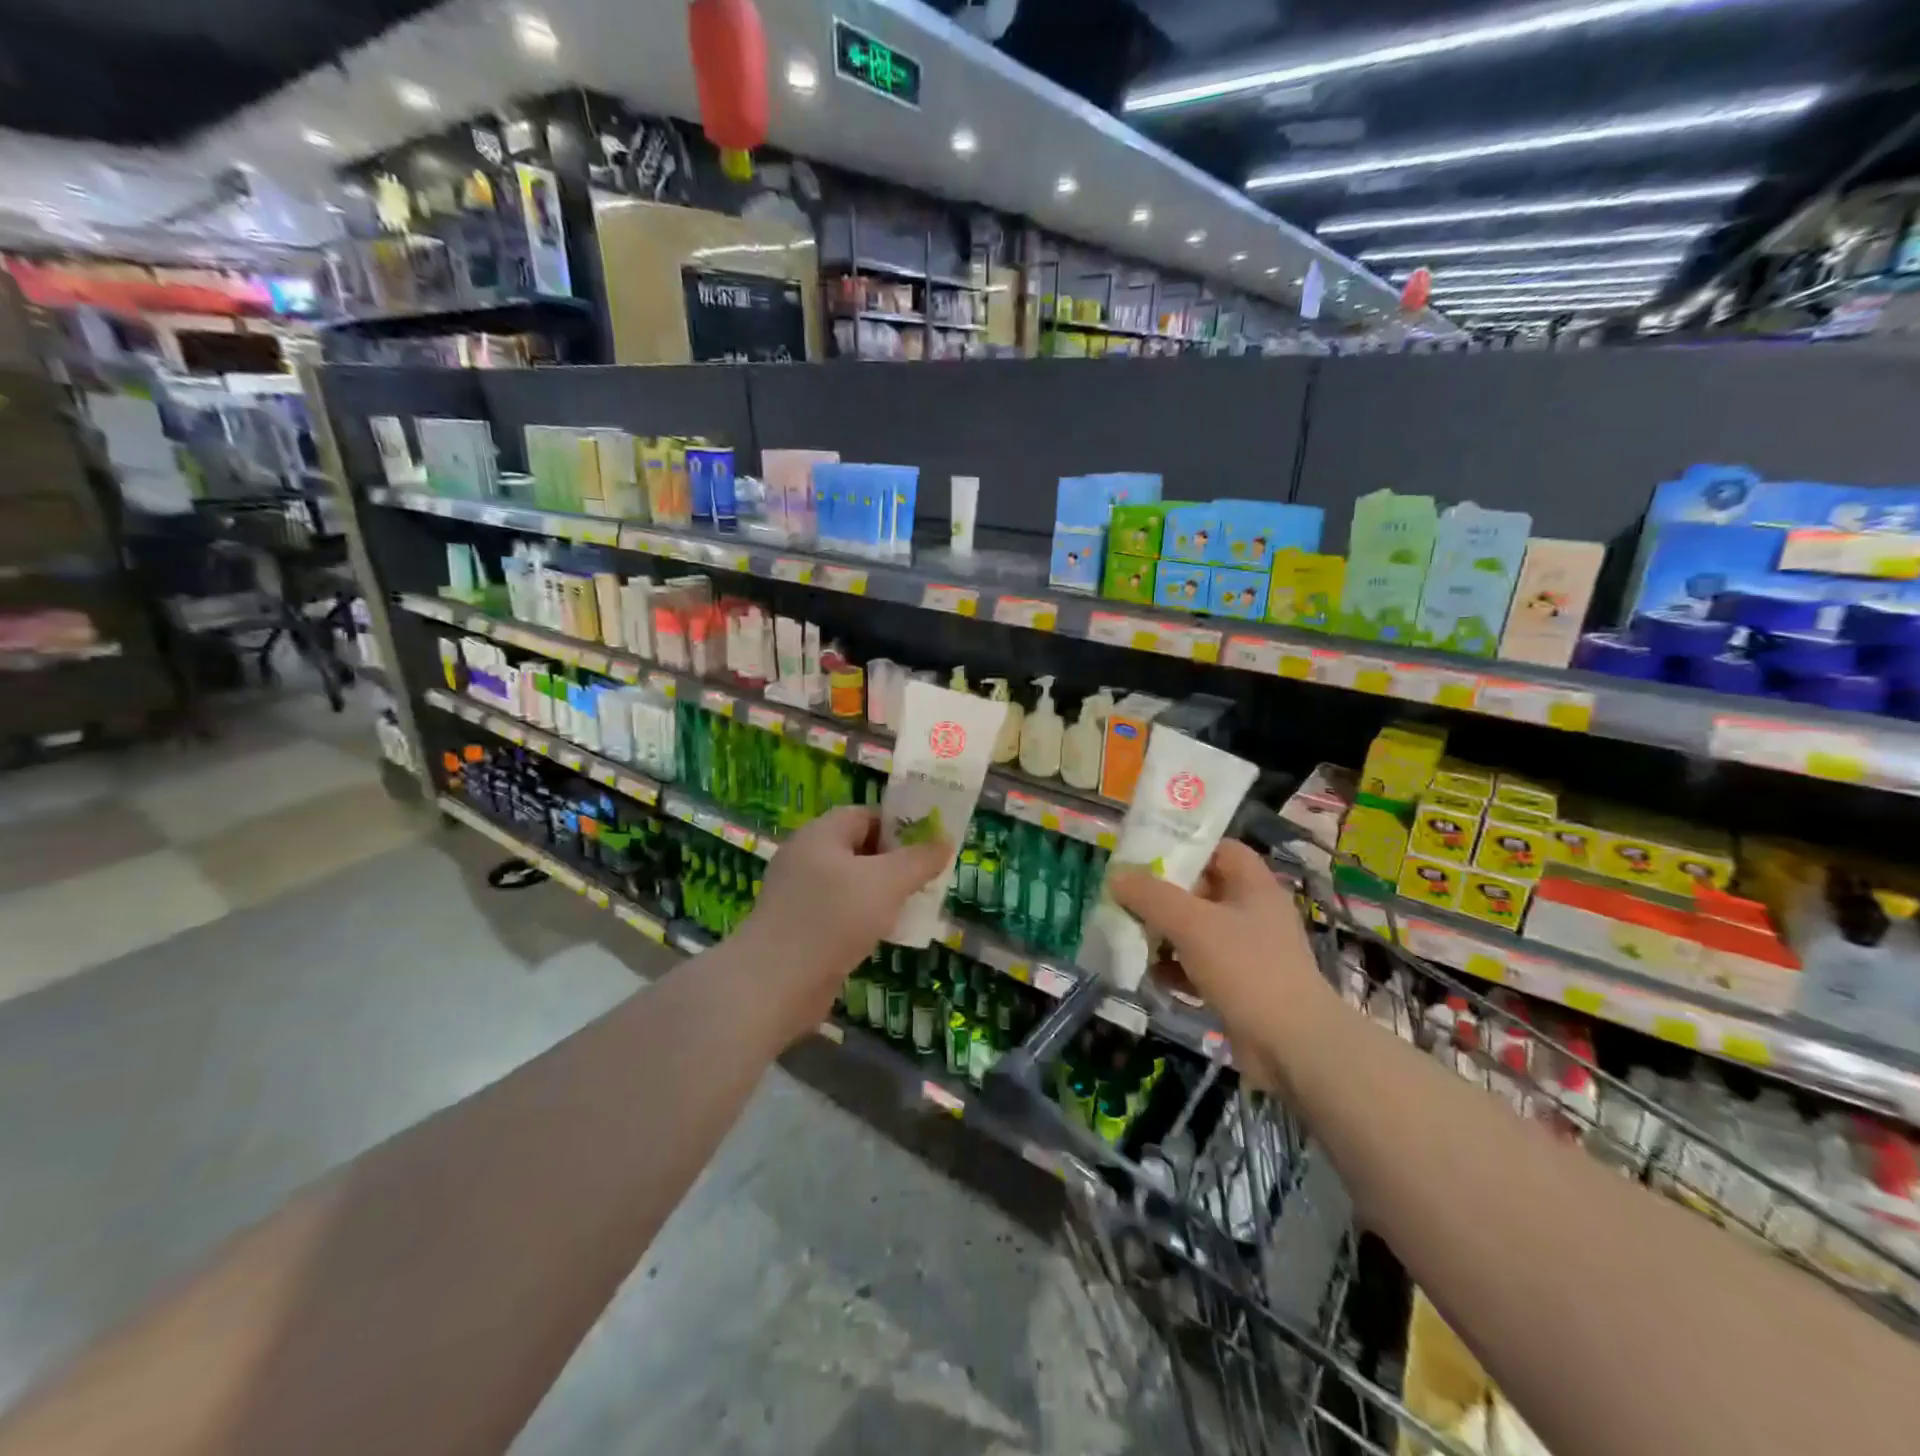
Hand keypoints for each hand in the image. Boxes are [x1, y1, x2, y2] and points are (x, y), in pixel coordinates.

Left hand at [737, 806, 950, 1033]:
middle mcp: (806, 858)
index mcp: (821, 834)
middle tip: (927, 878)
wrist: (774, 984)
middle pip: (859, 849)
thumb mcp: (887, 883)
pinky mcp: (799, 929)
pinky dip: (863, 920)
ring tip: (914, 907)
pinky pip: (839, 914)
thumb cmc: (833, 918)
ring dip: (881, 895)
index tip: (929, 846)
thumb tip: (945, 841)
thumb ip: (919, 860)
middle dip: (895, 862)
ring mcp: (799, 895)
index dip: (899, 825)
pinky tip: (885, 935)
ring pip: (851, 884)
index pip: (865, 815)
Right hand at [1108, 841, 1334, 1087]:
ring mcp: (1247, 951)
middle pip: (1201, 890)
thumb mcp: (1193, 924)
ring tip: (1128, 935)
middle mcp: (1252, 913)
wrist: (1293, 1046)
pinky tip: (1149, 975)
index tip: (1145, 854)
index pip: (1219, 849)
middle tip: (1125, 896)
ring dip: (1163, 934)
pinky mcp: (1238, 985)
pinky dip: (1174, 968)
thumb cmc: (1247, 968)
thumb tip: (1116, 876)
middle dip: (1162, 895)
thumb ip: (1151, 896)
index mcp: (1253, 886)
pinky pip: (1198, 965)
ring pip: (1196, 930)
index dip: (1184, 847)